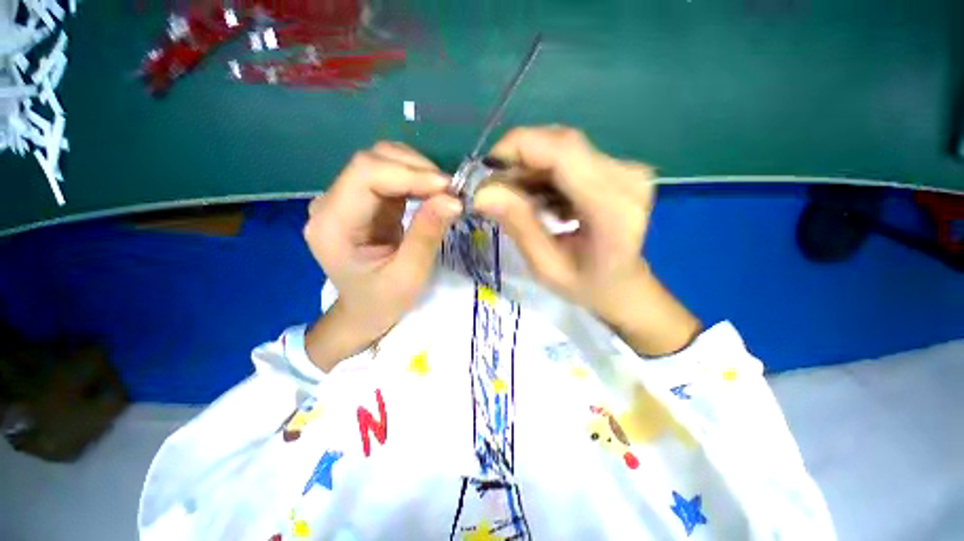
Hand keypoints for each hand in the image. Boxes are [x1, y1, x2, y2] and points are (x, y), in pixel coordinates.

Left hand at [303, 142, 461, 367]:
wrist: (364, 312)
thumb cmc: (383, 301)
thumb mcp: (409, 275)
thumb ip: (427, 235)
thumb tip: (453, 199)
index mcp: (332, 224)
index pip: (366, 175)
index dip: (410, 173)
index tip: (448, 189)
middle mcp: (331, 203)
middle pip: (372, 161)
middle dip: (417, 169)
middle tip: (452, 191)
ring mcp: (345, 199)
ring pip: (382, 162)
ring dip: (418, 171)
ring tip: (445, 193)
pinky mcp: (362, 200)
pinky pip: (390, 176)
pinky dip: (416, 179)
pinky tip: (433, 193)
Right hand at [472, 126, 700, 355]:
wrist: (623, 285)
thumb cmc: (586, 286)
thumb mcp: (546, 267)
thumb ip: (519, 225)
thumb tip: (482, 192)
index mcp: (612, 208)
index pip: (562, 151)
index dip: (517, 148)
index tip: (485, 172)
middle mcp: (627, 177)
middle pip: (561, 143)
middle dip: (518, 159)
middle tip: (495, 189)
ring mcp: (626, 169)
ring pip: (563, 147)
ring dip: (530, 167)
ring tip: (515, 198)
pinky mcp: (618, 168)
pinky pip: (571, 156)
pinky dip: (544, 172)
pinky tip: (537, 197)